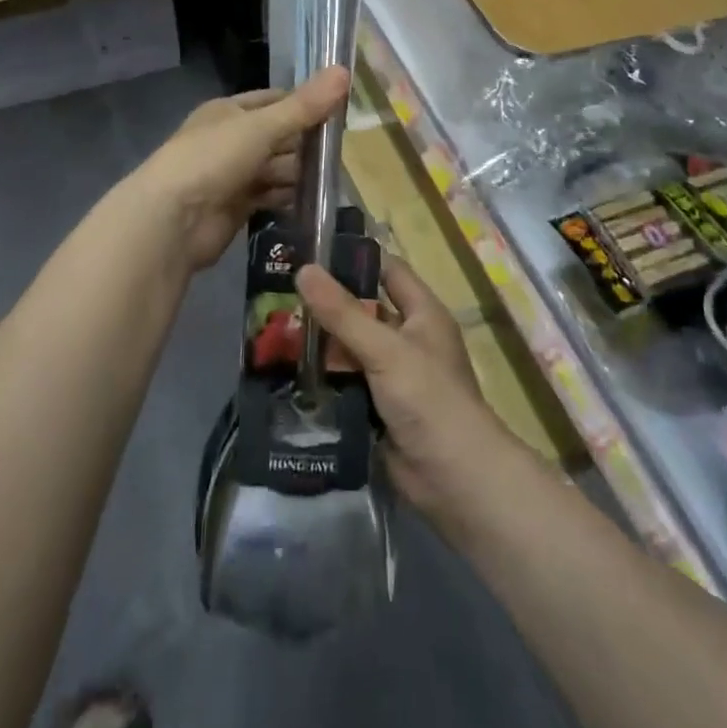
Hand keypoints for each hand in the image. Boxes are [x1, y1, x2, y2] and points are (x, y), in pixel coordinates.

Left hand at [130, 67, 350, 273]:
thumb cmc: (213, 159)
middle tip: (343, 152)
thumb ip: (304, 106)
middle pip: (278, 136)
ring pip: (275, 168)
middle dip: (305, 143)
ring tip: (333, 179)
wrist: (171, 221)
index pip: (275, 100)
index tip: (340, 111)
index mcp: (229, 111)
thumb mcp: (261, 126)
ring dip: (299, 173)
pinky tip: (313, 201)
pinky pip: (269, 196)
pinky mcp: (235, 207)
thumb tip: (345, 70)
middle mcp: (230, 139)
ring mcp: (231, 174)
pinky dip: (288, 197)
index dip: (305, 104)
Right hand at [296, 254, 515, 520]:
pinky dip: (323, 377)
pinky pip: (345, 382)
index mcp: (421, 312)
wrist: (453, 479)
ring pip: (350, 348)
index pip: (386, 269)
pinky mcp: (377, 407)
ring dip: (320, 342)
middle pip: (363, 310)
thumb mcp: (385, 349)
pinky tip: (287, 370)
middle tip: (280, 291)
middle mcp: (407, 337)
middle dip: (327, 303)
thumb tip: (304, 269)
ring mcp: (392, 374)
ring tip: (273, 327)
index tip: (311, 248)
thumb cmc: (429, 398)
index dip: (354, 257)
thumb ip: (343, 312)